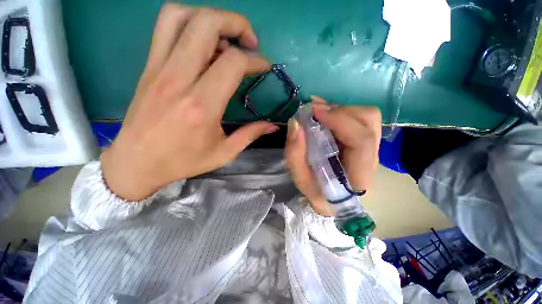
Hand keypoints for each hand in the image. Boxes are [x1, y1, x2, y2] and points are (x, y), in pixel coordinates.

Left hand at [101, 4, 277, 200]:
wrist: (136, 162)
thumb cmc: (183, 161)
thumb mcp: (224, 152)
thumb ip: (250, 135)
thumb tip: (273, 126)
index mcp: (202, 105)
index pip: (233, 63)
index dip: (255, 60)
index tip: (264, 67)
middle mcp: (179, 79)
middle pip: (207, 24)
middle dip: (236, 23)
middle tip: (249, 41)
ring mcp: (159, 68)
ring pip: (181, 16)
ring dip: (210, 17)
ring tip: (226, 37)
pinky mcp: (148, 67)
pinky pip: (165, 27)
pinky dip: (188, 22)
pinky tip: (202, 43)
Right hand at [285, 97, 381, 215]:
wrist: (331, 197)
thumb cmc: (317, 192)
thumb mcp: (300, 178)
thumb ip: (295, 153)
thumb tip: (296, 123)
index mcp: (359, 175)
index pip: (362, 142)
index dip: (340, 121)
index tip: (314, 112)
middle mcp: (372, 158)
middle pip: (369, 121)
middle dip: (339, 111)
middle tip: (315, 111)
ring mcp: (371, 147)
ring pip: (366, 117)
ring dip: (340, 111)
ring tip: (319, 113)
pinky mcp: (365, 141)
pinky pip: (359, 119)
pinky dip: (341, 112)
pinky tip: (324, 115)